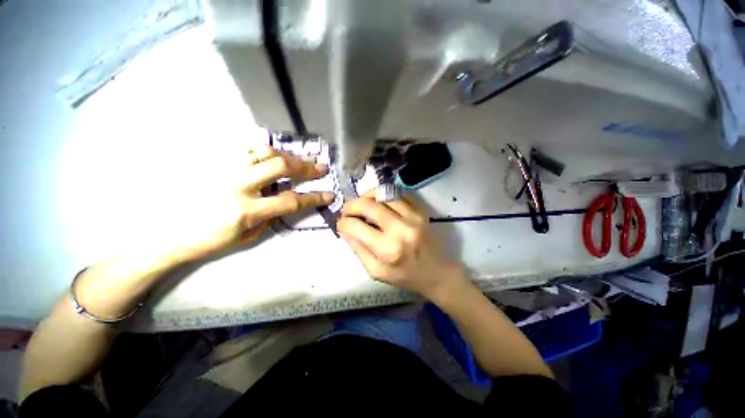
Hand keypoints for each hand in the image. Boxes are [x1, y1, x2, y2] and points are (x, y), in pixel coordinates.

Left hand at [157, 144, 333, 263]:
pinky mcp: (213, 162)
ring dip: (288, 155)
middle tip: (320, 167)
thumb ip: (270, 215)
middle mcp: (236, 185)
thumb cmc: (210, 241)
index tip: (329, 194)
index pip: (290, 200)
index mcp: (246, 211)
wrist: (168, 234)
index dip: (314, 197)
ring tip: (300, 159)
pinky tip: (273, 153)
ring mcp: (223, 169)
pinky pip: (244, 147)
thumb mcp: (248, 236)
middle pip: (279, 166)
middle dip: (305, 167)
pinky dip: (264, 149)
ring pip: (263, 151)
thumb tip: (285, 199)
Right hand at [337, 193, 465, 300]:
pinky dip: (384, 195)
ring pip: (383, 193)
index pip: (355, 227)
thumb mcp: (376, 271)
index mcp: (387, 250)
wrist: (436, 273)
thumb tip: (345, 228)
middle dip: (351, 205)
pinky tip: (380, 203)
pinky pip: (398, 194)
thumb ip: (358, 249)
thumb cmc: (405, 276)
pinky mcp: (420, 211)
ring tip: (362, 204)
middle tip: (347, 211)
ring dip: (367, 196)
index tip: (340, 223)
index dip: (343, 222)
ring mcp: (413, 217)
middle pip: (368, 205)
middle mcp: (400, 229)